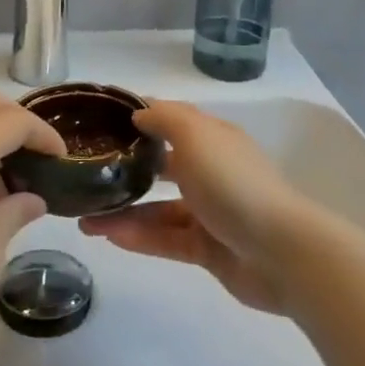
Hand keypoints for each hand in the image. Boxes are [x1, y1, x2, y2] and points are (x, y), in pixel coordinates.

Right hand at [79, 100, 325, 312]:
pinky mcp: (208, 250)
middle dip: (127, 169)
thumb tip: (139, 113)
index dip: (139, 119)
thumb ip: (164, 119)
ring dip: (124, 211)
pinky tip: (108, 237)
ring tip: (85, 218)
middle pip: (163, 165)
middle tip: (89, 175)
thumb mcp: (196, 136)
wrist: (280, 251)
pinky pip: (166, 240)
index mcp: (212, 138)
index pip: (171, 120)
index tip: (101, 123)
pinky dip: (139, 237)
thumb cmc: (232, 182)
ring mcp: (210, 212)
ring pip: (159, 208)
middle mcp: (211, 170)